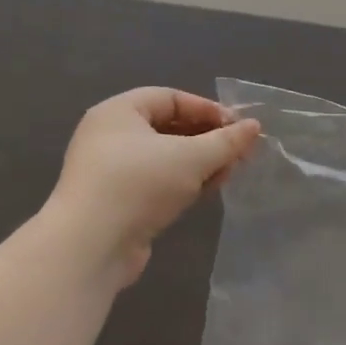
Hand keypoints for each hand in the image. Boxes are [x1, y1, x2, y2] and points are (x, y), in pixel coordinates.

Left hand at [47, 88, 261, 282]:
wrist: (90, 246)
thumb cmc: (139, 185)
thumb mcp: (191, 158)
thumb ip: (226, 141)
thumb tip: (254, 126)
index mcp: (119, 112)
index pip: (171, 98)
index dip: (207, 109)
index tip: (239, 128)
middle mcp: (111, 135)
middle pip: (169, 127)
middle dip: (208, 139)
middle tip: (240, 152)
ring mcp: (112, 170)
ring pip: (166, 157)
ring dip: (200, 163)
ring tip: (229, 173)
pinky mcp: (118, 200)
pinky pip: (157, 181)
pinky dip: (183, 182)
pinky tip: (206, 191)